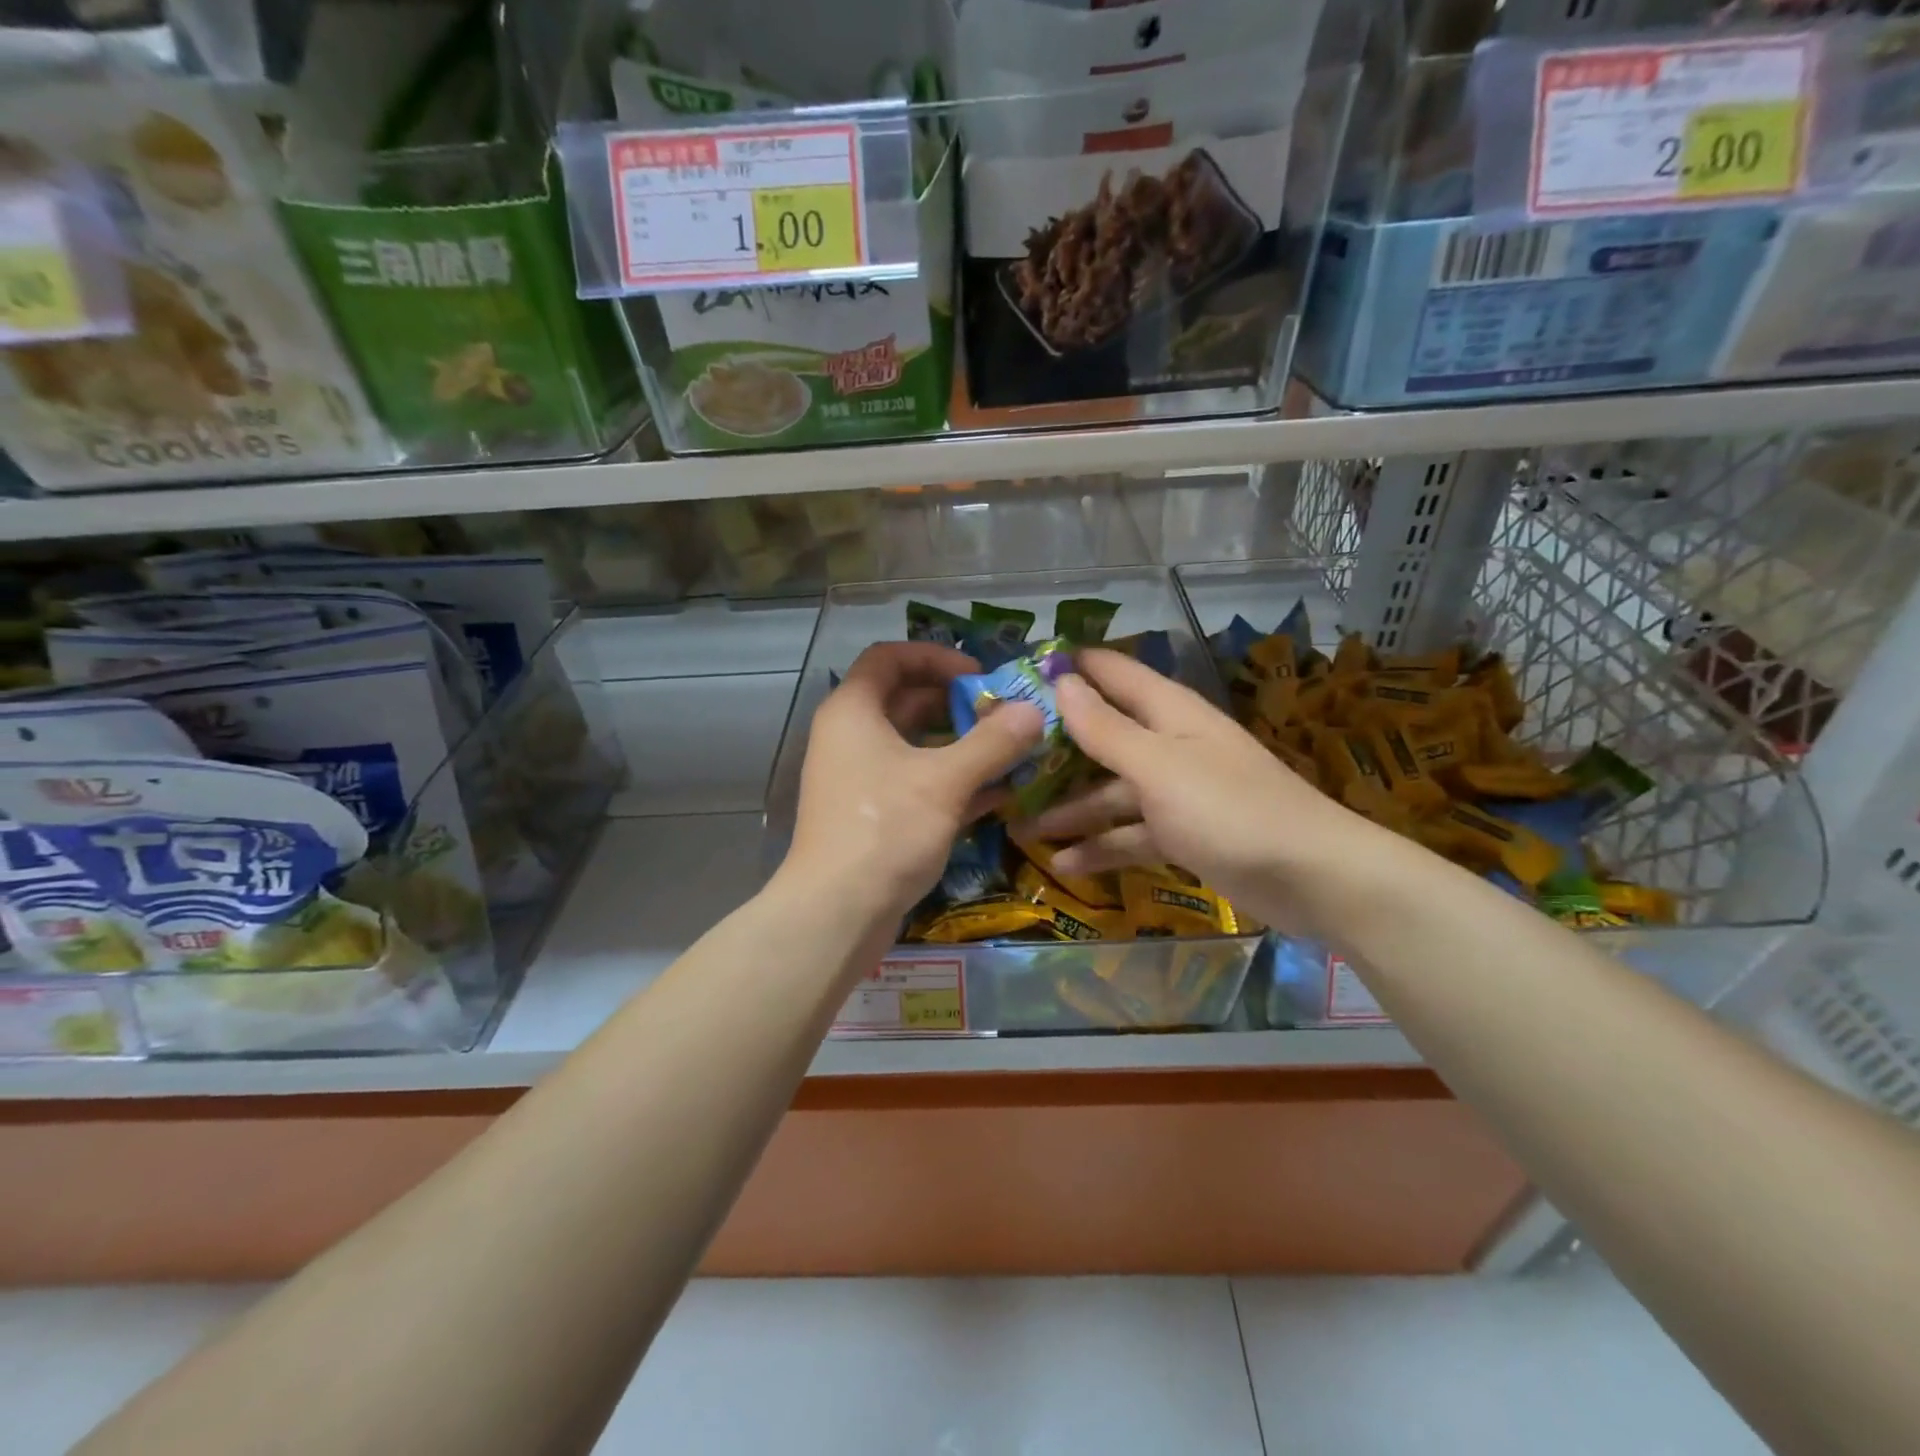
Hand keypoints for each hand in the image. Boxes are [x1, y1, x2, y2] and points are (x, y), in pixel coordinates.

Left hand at [782, 641, 1043, 923]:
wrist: (837, 913)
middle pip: (906, 701)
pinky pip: (916, 783)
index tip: (978, 675)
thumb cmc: (886, 830)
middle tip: (1006, 716)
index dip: (935, 656)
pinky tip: (998, 794)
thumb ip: (993, 743)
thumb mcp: (945, 781)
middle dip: (958, 705)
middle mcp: (851, 737)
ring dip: (962, 747)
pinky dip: (952, 782)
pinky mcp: (873, 815)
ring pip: (916, 747)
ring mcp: (860, 779)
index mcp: (854, 711)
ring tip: (1012, 752)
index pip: (889, 657)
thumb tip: (1034, 711)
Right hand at [1020, 648, 1386, 935]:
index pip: (1111, 671)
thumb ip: (1106, 727)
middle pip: (1102, 735)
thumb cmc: (1229, 810)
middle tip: (1001, 760)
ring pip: (1111, 791)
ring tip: (1019, 827)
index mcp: (1168, 712)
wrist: (1312, 878)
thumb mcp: (1157, 767)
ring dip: (1070, 808)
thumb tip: (1062, 680)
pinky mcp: (1184, 833)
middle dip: (1054, 749)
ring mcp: (1177, 791)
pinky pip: (1131, 833)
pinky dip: (1102, 847)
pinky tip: (1065, 866)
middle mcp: (1169, 743)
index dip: (1068, 667)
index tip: (1016, 674)